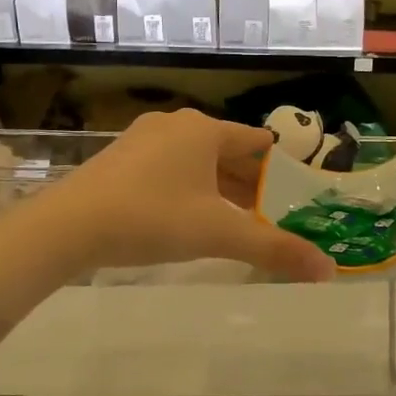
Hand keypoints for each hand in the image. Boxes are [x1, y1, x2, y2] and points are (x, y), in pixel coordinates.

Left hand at [28, 110, 334, 281]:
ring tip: (237, 220)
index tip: (297, 193)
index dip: (280, 167)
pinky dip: (188, 189)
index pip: (257, 141)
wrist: (66, 226)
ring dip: (218, 188)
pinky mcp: (120, 159)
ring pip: (196, 161)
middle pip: (227, 151)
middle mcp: (176, 125)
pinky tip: (189, 217)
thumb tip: (329, 270)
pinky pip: (169, 168)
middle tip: (272, 214)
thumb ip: (274, 249)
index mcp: (204, 130)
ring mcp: (143, 139)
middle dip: (250, 183)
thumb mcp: (218, 234)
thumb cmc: (151, 218)